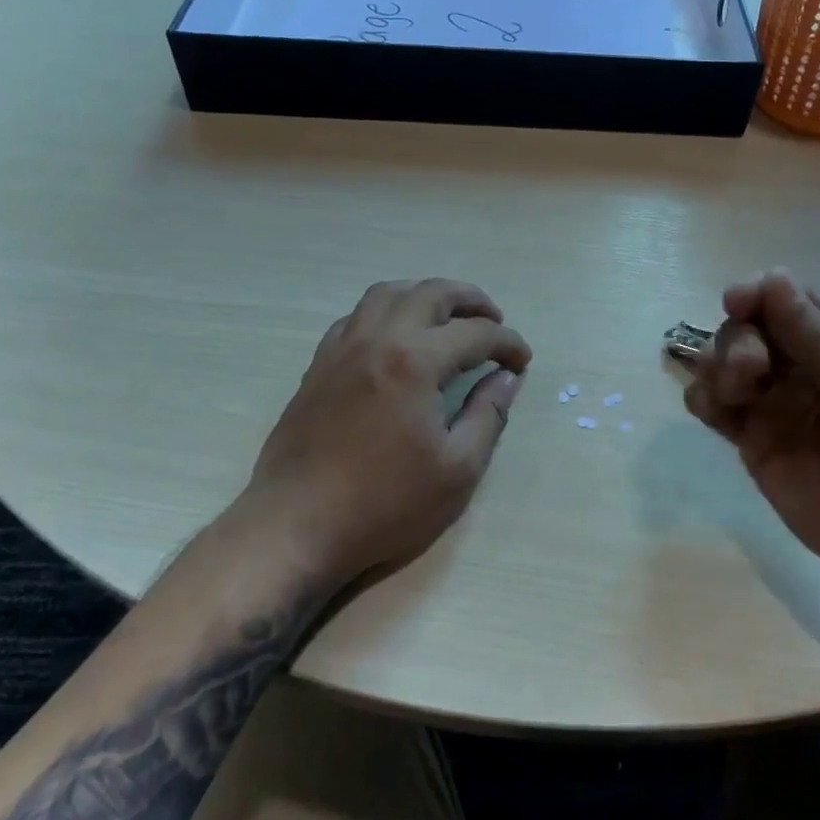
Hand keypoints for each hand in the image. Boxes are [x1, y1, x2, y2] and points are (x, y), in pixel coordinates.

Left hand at [243, 278, 530, 580]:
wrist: (296, 526)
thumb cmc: (385, 504)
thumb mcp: (457, 469)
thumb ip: (488, 415)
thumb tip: (506, 378)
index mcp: (415, 362)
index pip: (475, 333)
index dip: (507, 342)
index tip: (523, 361)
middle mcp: (378, 340)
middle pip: (430, 293)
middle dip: (471, 300)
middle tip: (494, 319)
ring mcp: (342, 349)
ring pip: (387, 294)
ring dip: (424, 296)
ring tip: (446, 318)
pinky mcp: (319, 366)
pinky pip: (356, 317)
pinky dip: (386, 313)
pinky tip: (395, 339)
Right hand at [683, 270, 819, 602]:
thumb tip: (772, 277)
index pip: (793, 301)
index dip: (761, 294)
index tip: (735, 302)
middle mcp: (808, 368)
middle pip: (752, 329)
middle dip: (739, 340)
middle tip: (748, 372)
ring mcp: (779, 405)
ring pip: (727, 363)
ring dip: (716, 365)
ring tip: (730, 395)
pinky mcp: (756, 443)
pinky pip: (716, 407)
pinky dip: (703, 398)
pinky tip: (712, 410)